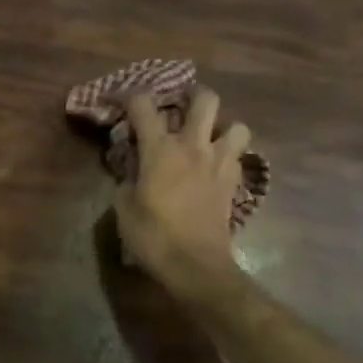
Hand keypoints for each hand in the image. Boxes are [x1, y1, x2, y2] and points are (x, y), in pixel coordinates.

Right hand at [112, 88, 249, 287]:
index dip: (131, 98)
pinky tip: (215, 167)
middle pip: (205, 99)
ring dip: (223, 127)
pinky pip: (239, 156)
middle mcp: (193, 146)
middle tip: (180, 107)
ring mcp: (219, 163)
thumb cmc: (153, 236)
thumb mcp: (124, 206)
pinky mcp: (233, 183)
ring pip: (237, 126)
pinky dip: (229, 155)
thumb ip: (127, 178)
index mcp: (160, 148)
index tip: (123, 103)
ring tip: (207, 138)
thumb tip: (133, 168)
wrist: (196, 267)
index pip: (143, 104)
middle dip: (192, 96)